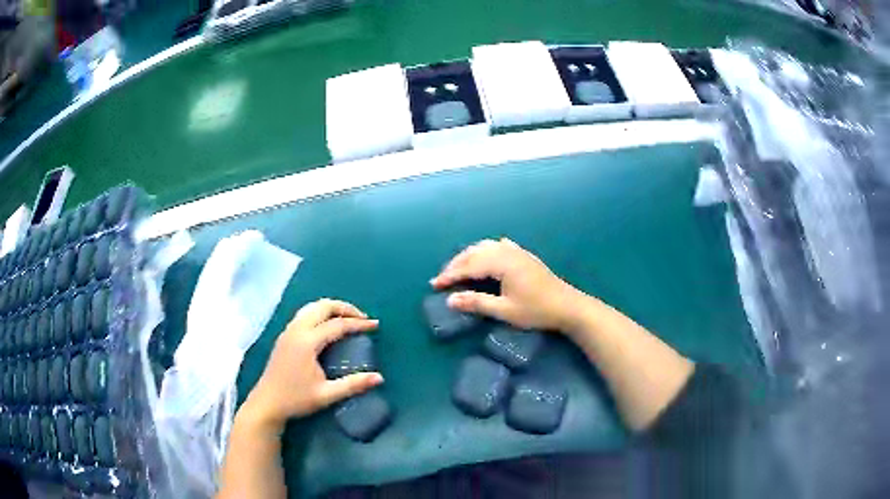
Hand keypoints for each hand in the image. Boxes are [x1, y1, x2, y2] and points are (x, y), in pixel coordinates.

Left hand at [241, 299, 382, 429]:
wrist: (267, 403)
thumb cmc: (296, 400)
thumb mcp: (326, 395)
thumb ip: (353, 385)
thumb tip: (380, 378)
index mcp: (307, 342)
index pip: (337, 325)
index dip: (358, 324)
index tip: (375, 325)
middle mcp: (297, 330)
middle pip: (323, 307)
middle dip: (345, 308)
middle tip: (362, 318)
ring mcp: (288, 331)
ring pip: (312, 307)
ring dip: (331, 308)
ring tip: (347, 318)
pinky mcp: (284, 336)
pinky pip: (305, 314)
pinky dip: (320, 313)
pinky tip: (327, 326)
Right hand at [431, 238, 583, 333]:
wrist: (567, 306)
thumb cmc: (536, 311)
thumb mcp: (505, 311)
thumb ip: (477, 303)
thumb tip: (451, 300)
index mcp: (502, 263)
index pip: (469, 266)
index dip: (450, 275)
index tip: (435, 285)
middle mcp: (508, 251)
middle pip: (475, 253)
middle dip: (456, 264)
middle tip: (442, 278)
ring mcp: (517, 251)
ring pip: (486, 247)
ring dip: (469, 256)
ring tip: (457, 269)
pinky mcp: (524, 255)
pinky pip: (498, 246)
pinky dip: (485, 251)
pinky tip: (485, 257)